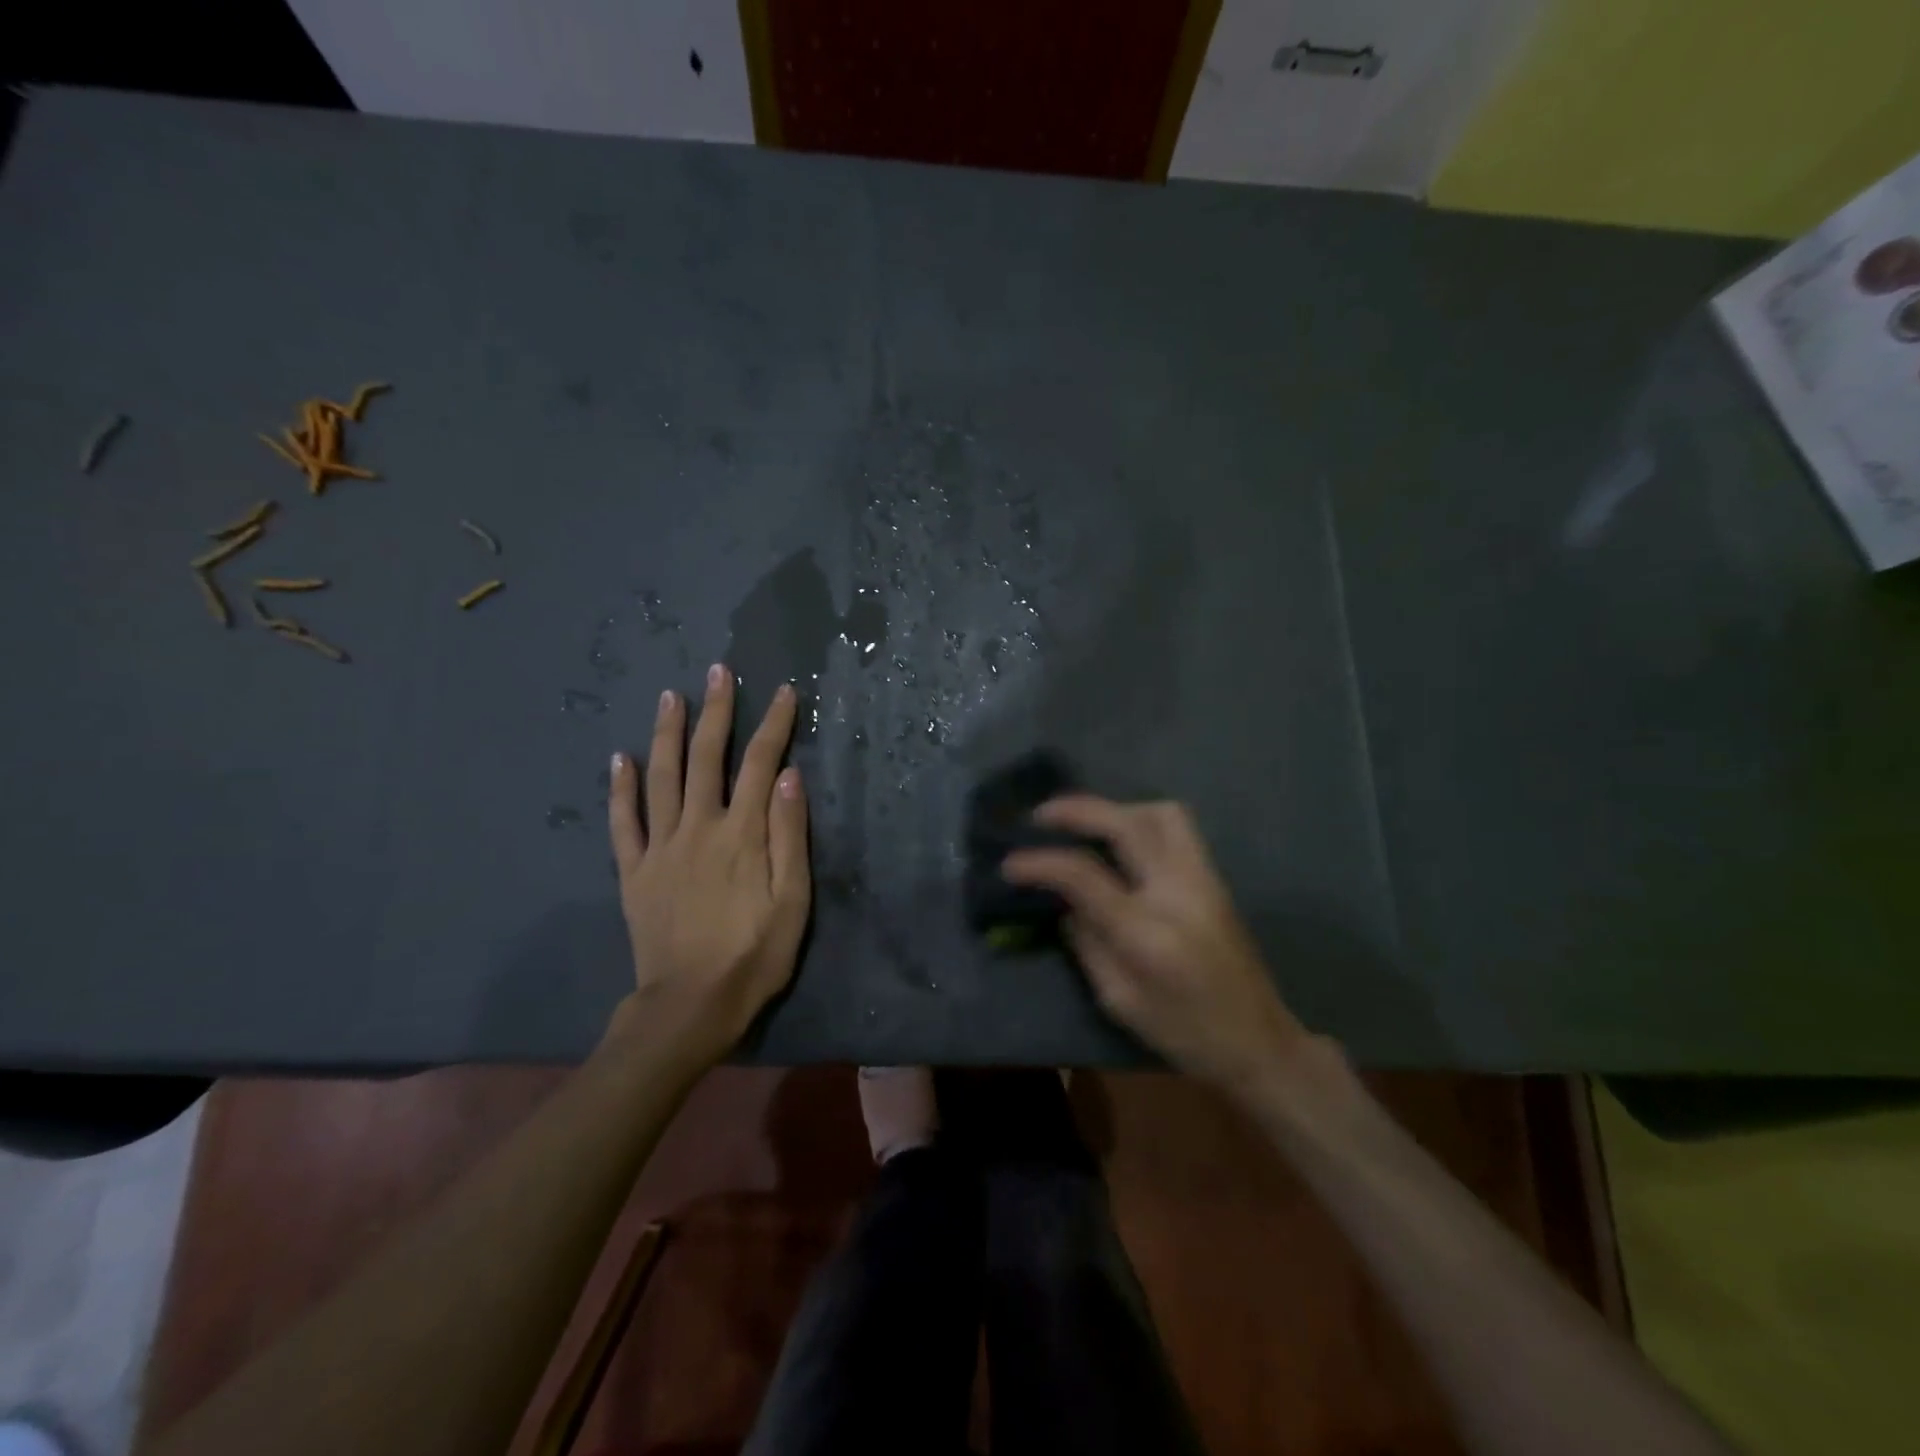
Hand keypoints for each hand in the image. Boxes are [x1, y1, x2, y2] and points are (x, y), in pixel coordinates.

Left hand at [606, 664, 810, 1068]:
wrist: (689, 1006)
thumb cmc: (754, 955)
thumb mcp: (793, 901)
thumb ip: (791, 835)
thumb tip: (790, 776)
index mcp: (742, 833)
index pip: (762, 764)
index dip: (774, 724)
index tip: (782, 691)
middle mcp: (699, 827)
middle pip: (706, 757)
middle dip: (715, 711)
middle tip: (717, 671)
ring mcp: (660, 847)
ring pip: (661, 777)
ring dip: (665, 733)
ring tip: (669, 696)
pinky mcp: (634, 871)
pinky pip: (623, 822)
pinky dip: (620, 788)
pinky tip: (617, 759)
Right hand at [1003, 796, 1313, 1095]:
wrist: (1259, 1043)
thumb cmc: (1184, 1033)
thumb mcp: (1120, 1000)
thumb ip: (1087, 943)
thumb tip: (1062, 902)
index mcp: (1147, 931)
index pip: (1084, 876)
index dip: (1040, 863)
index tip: (1009, 863)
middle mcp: (1178, 890)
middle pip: (1127, 824)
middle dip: (1078, 810)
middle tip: (1042, 816)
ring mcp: (1203, 879)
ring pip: (1161, 813)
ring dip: (1117, 808)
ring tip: (1087, 823)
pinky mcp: (1214, 878)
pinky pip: (1177, 828)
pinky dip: (1140, 819)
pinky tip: (1120, 839)